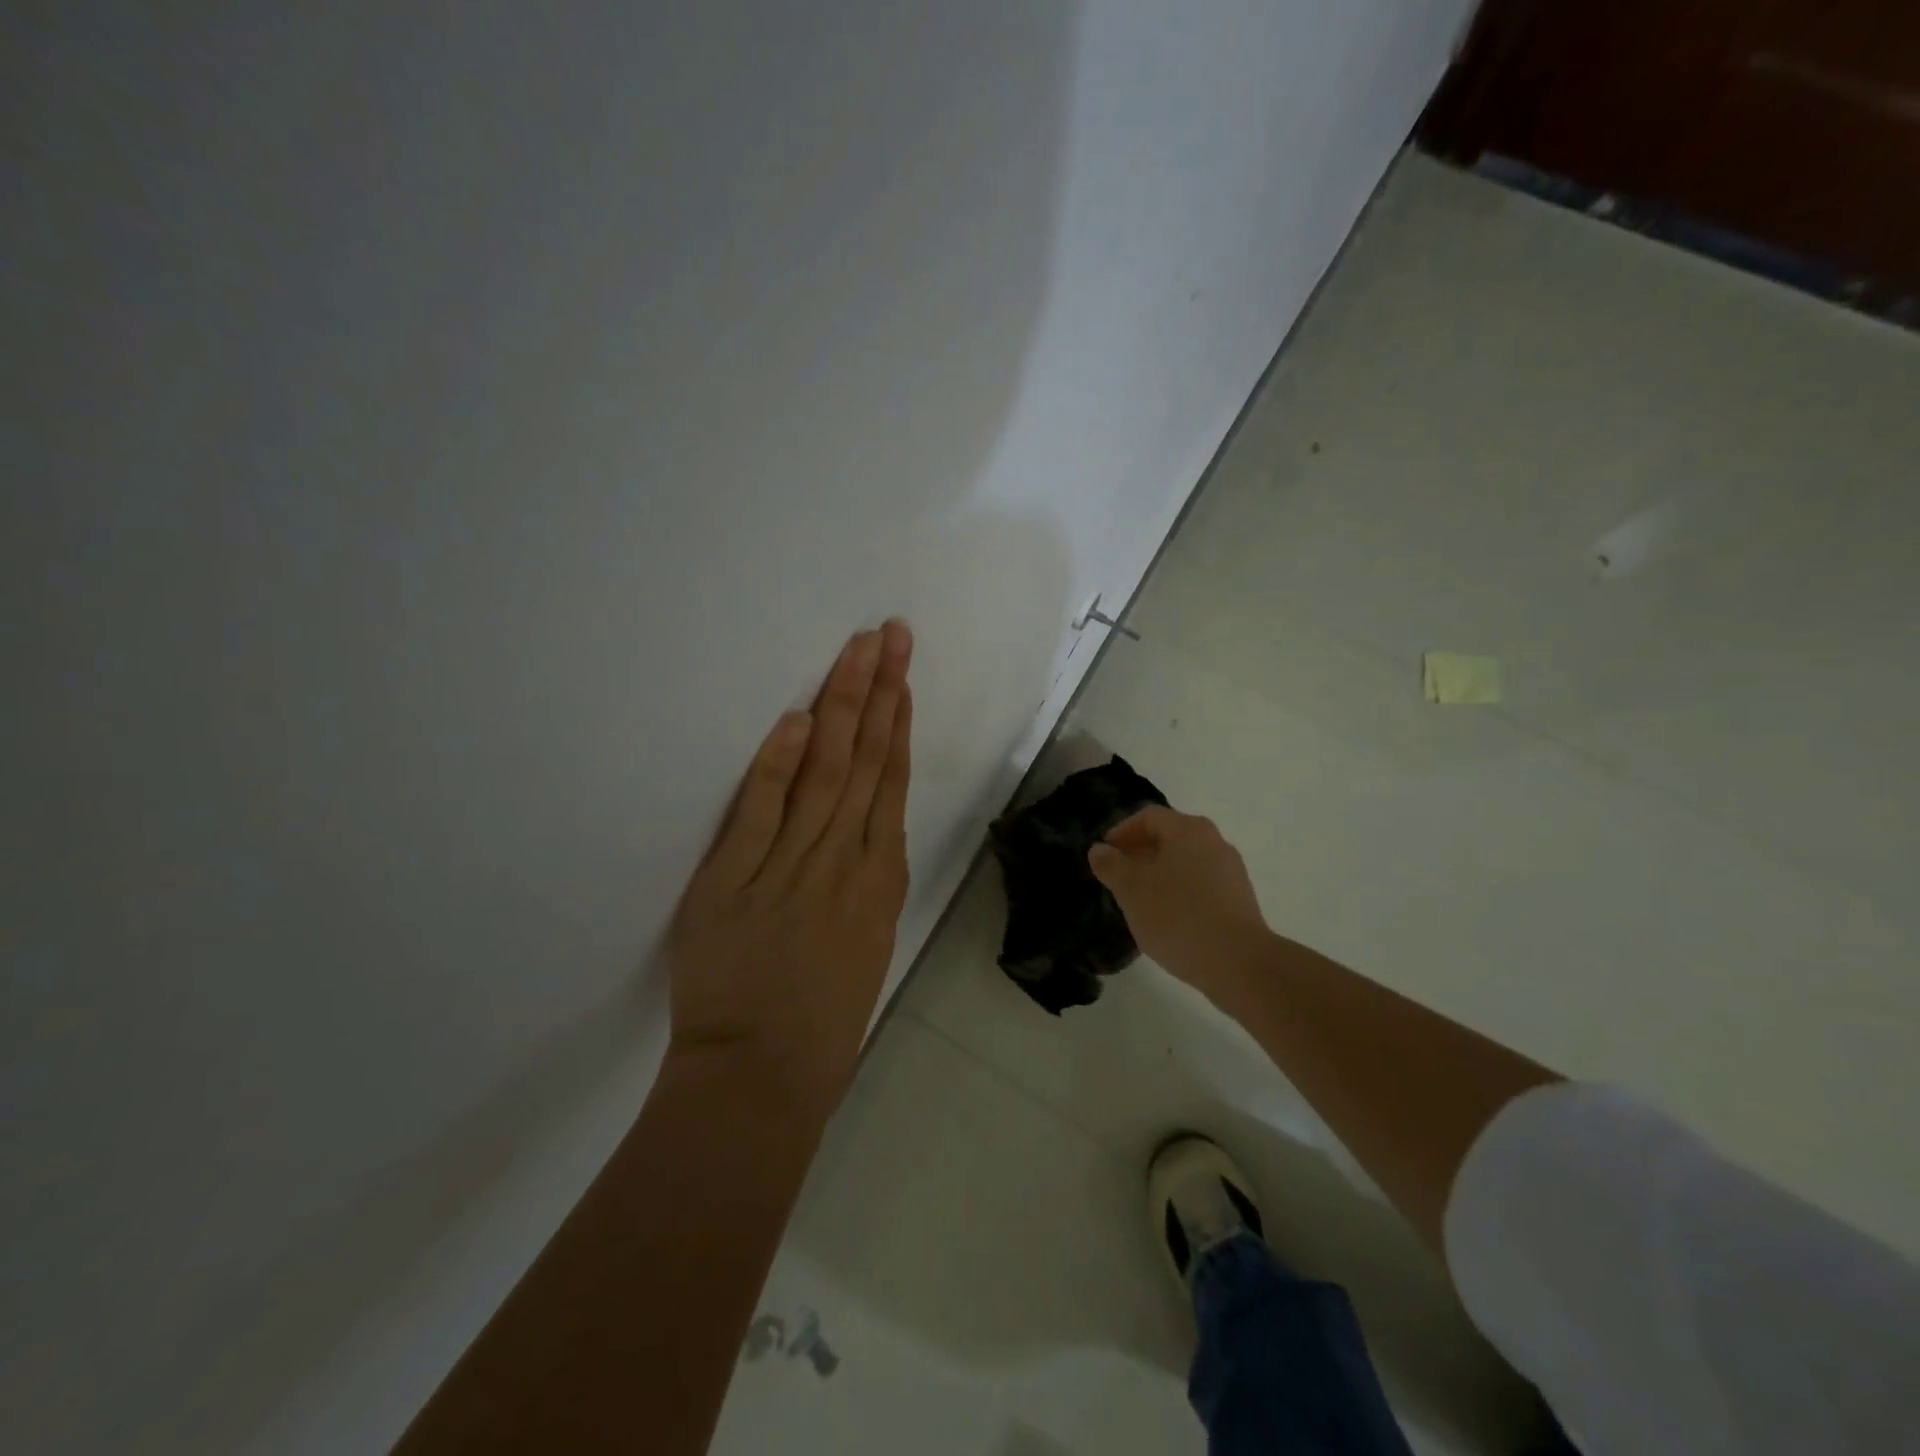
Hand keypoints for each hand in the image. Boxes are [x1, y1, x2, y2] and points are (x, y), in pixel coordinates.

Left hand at [666, 622, 913, 1110]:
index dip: (898, 724)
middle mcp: (845, 863)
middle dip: (879, 692)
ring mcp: (791, 869)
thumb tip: (864, 830)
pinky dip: (778, 766)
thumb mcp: (866, 944)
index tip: (901, 677)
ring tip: (856, 652)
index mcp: (880, 880)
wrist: (763, 1079)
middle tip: (889, 634)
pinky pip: (760, 815)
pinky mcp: (733, 884)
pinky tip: (796, 719)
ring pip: (826, 775)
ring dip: (842, 708)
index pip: (893, 783)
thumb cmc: (822, 1019)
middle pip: (866, 762)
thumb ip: (865, 881)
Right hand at [1088, 806, 1271, 1006]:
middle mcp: (1214, 841)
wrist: (1239, 963)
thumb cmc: (1177, 917)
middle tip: (1118, 878)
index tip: (1104, 856)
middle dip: (1139, 853)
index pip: (1148, 816)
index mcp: (1187, 829)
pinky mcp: (1239, 898)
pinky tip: (1168, 918)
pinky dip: (1180, 891)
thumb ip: (1111, 866)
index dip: (1121, 832)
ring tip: (1139, 901)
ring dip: (1159, 874)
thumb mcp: (1131, 890)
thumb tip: (1099, 850)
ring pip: (1185, 861)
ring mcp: (1231, 870)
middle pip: (1169, 837)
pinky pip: (1201, 884)